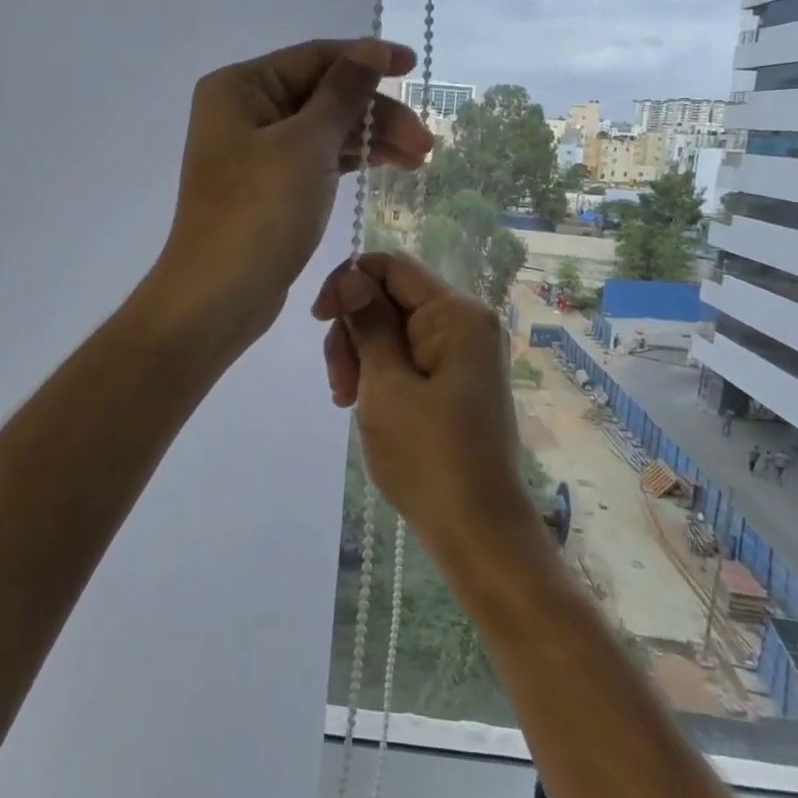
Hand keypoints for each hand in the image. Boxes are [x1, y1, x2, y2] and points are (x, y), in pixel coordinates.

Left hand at [153, 39, 432, 343]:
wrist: (220, 295)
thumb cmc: (260, 211)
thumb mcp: (307, 144)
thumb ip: (344, 92)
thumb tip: (371, 47)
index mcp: (240, 87)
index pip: (314, 58)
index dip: (367, 59)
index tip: (414, 68)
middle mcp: (243, 111)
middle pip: (322, 95)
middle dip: (375, 113)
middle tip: (425, 142)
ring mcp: (254, 151)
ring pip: (324, 130)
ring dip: (371, 139)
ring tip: (420, 159)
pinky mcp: (268, 187)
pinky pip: (316, 159)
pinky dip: (351, 161)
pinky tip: (389, 166)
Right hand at [310, 253, 535, 552]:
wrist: (477, 530)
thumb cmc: (428, 456)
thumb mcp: (385, 385)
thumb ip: (367, 323)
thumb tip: (350, 275)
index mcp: (456, 314)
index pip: (391, 266)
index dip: (347, 282)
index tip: (319, 319)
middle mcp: (465, 323)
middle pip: (389, 298)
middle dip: (353, 331)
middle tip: (341, 384)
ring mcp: (462, 354)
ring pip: (392, 329)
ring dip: (360, 357)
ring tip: (348, 401)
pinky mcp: (454, 380)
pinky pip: (406, 357)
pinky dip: (379, 374)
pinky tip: (364, 405)